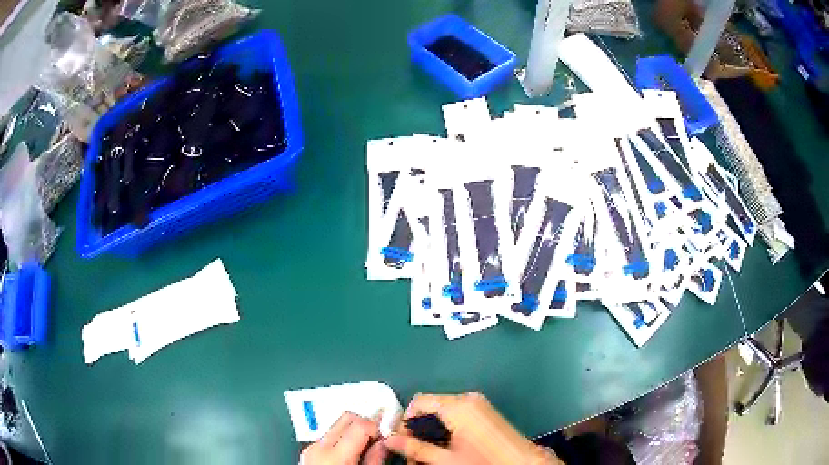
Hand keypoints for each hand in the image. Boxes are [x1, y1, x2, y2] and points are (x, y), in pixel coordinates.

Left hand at [301, 412, 386, 464]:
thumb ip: (375, 459)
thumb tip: (385, 444)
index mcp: (335, 455)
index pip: (360, 424)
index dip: (379, 425)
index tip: (389, 430)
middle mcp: (319, 447)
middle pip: (347, 418)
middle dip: (367, 422)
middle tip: (381, 432)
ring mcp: (310, 449)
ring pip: (337, 426)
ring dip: (354, 431)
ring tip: (367, 444)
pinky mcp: (307, 452)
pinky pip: (327, 438)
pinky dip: (342, 439)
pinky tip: (351, 450)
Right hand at [384, 393, 561, 464]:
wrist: (522, 463)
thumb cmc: (483, 461)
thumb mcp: (445, 459)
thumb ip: (415, 448)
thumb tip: (390, 440)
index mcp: (457, 405)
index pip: (419, 402)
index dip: (405, 421)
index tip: (401, 442)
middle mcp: (468, 399)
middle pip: (430, 408)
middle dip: (418, 431)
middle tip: (414, 455)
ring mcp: (479, 405)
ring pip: (443, 413)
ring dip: (431, 433)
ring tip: (429, 456)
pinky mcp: (486, 412)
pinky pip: (457, 416)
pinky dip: (446, 431)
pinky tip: (446, 449)